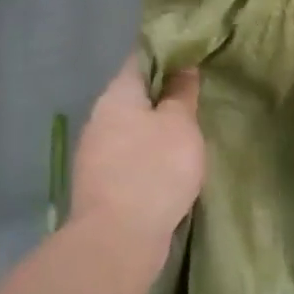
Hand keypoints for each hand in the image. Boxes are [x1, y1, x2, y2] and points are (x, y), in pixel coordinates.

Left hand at [70, 54, 205, 258]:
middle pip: (135, 93)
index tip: (194, 53)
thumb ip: (182, 93)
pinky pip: (129, 156)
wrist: (117, 242)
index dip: (168, 51)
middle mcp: (100, 117)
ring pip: (132, 126)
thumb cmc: (153, 171)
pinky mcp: (100, 183)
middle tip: (198, 93)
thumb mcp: (180, 124)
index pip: (141, 57)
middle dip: (163, 92)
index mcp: (117, 95)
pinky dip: (149, 154)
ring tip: (188, 130)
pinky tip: (170, 164)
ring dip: (156, 127)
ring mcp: (96, 152)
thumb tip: (183, 67)